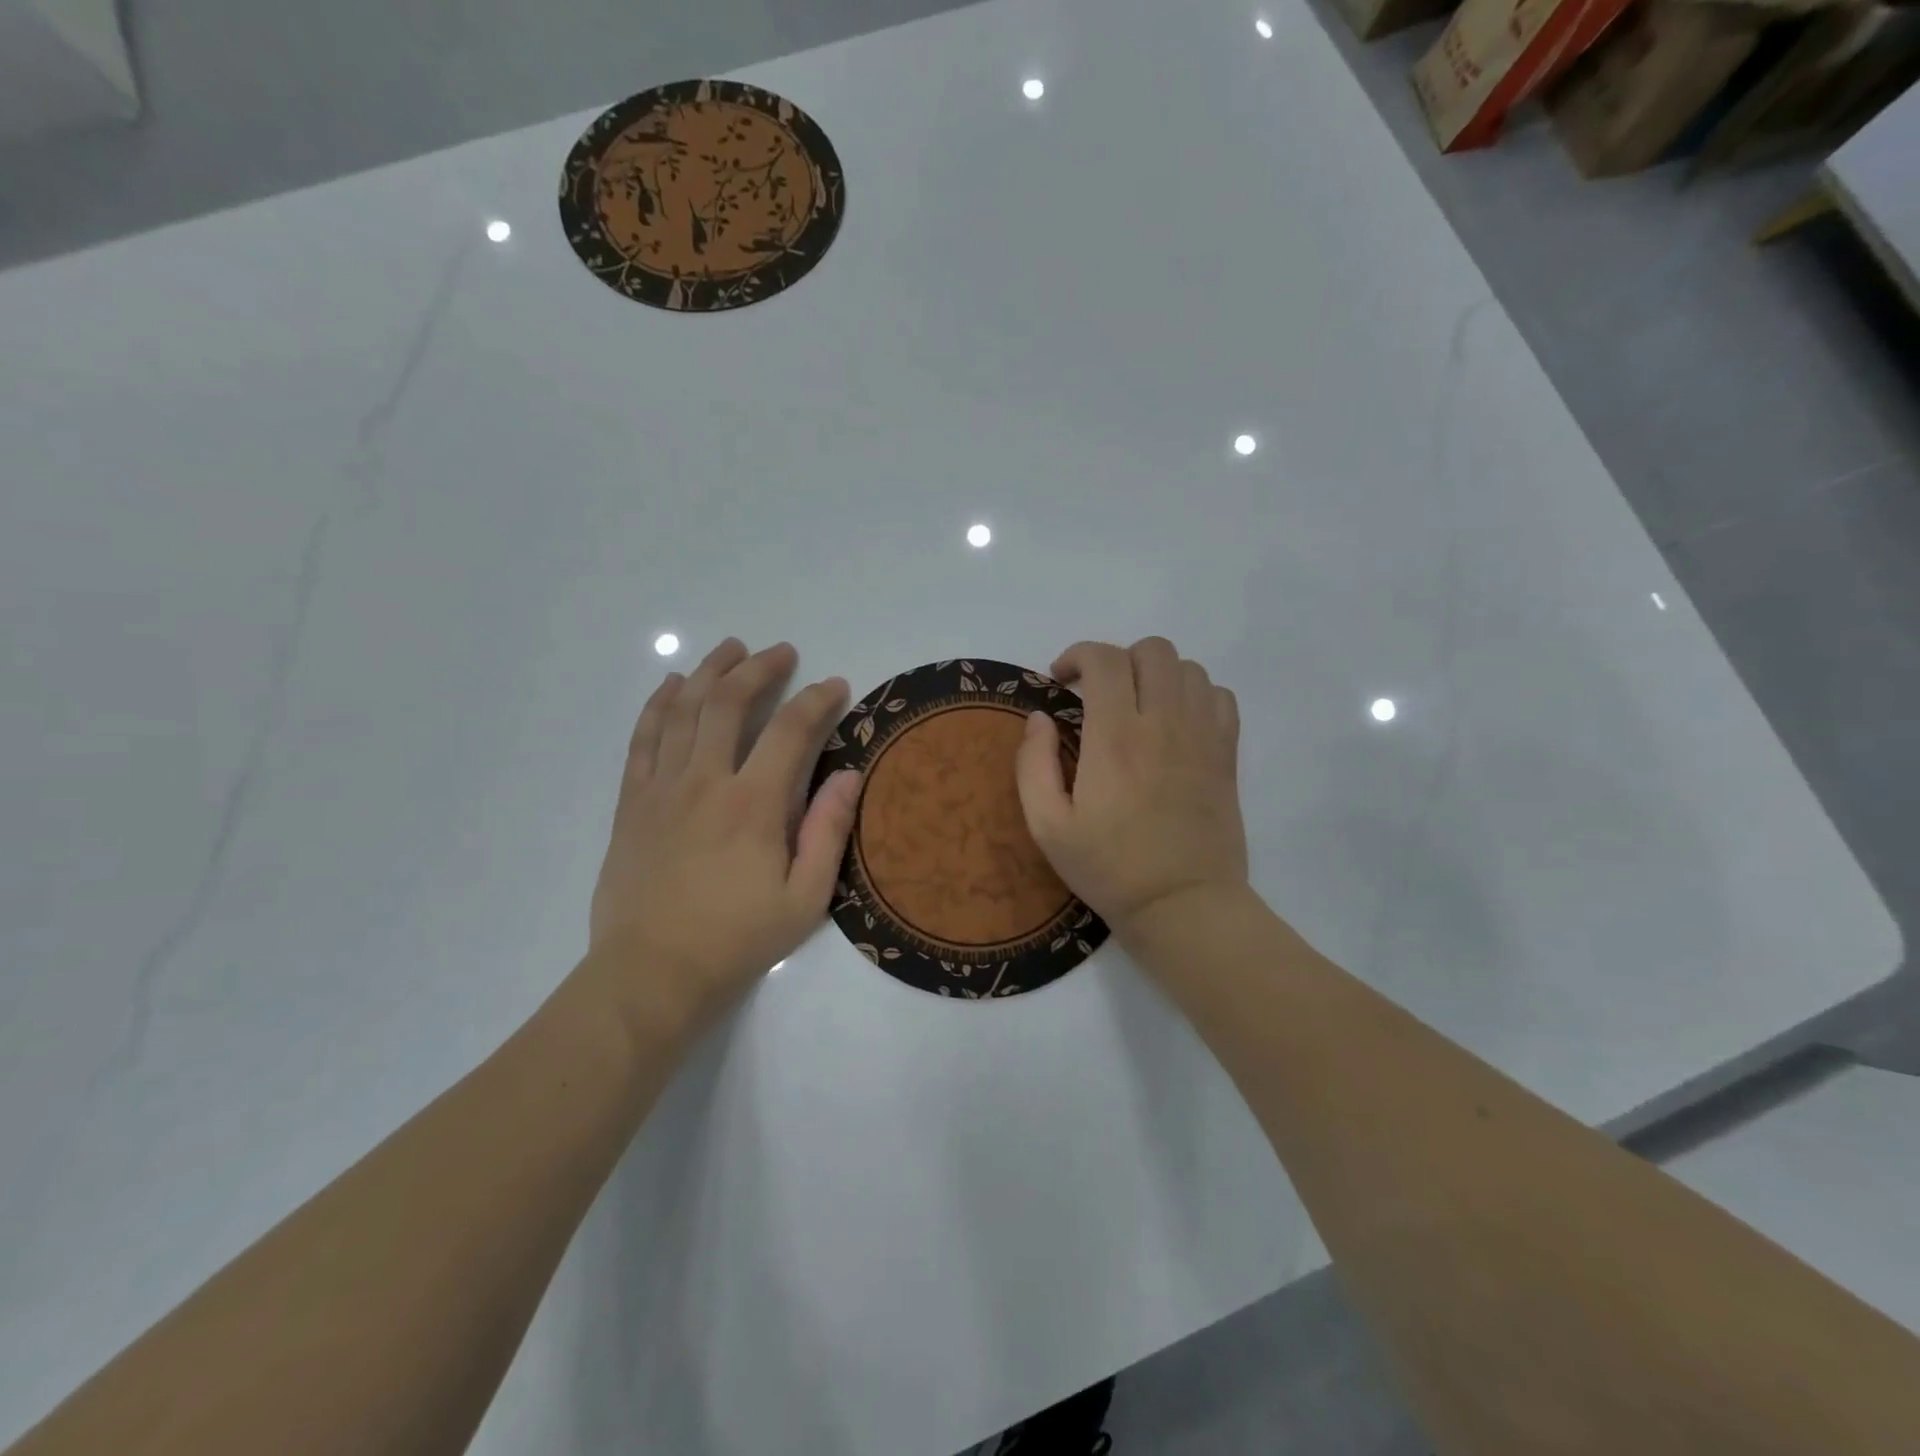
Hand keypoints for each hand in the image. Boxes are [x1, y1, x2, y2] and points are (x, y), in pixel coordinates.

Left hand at [586, 638, 862, 1037]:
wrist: (651, 973)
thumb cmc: (737, 940)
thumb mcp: (804, 899)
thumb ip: (828, 832)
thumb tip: (850, 775)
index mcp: (754, 804)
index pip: (791, 730)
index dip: (817, 700)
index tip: (835, 685)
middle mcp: (705, 781)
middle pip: (730, 703)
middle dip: (759, 668)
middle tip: (781, 652)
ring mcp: (661, 788)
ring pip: (683, 710)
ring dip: (708, 672)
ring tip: (730, 649)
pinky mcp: (631, 802)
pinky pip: (643, 738)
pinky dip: (658, 705)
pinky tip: (672, 686)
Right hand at [1015, 637, 1247, 943]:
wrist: (1182, 905)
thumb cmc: (1108, 869)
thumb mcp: (1047, 826)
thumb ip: (1033, 765)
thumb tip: (1040, 718)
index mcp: (1115, 739)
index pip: (1104, 660)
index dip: (1077, 655)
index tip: (1062, 680)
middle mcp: (1163, 724)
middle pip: (1151, 650)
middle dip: (1117, 659)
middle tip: (1098, 693)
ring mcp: (1202, 736)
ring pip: (1188, 667)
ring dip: (1156, 674)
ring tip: (1137, 705)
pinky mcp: (1226, 754)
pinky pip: (1219, 695)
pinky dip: (1195, 693)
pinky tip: (1175, 721)